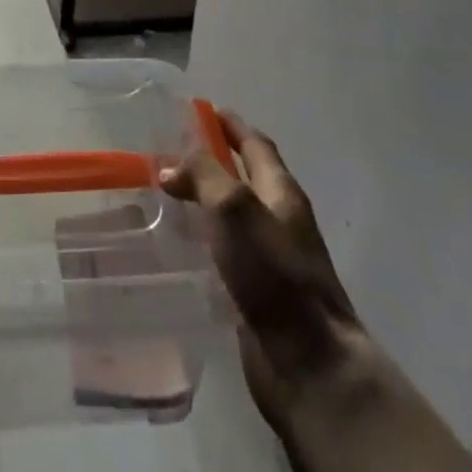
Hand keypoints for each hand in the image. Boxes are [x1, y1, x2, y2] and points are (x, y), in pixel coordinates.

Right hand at [160, 111, 363, 430]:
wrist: (309, 362)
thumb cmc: (274, 275)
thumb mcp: (235, 209)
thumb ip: (203, 177)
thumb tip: (170, 165)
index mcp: (282, 193)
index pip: (256, 145)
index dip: (231, 125)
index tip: (201, 109)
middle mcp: (278, 219)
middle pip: (244, 177)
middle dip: (211, 160)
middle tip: (168, 151)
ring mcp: (269, 257)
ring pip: (231, 215)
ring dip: (203, 199)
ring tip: (162, 193)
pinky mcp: (255, 290)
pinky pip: (224, 250)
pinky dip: (202, 236)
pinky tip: (176, 243)